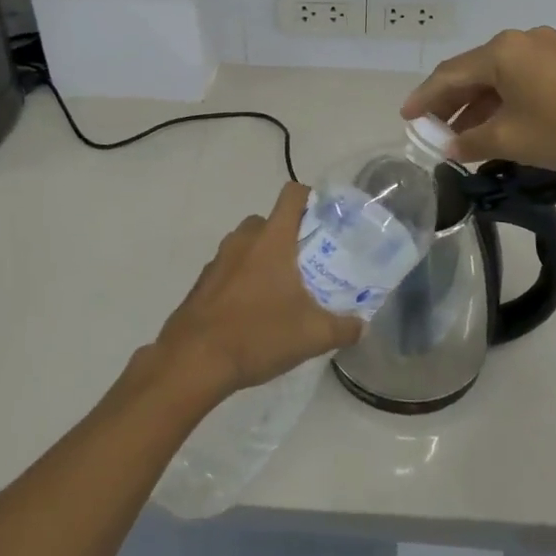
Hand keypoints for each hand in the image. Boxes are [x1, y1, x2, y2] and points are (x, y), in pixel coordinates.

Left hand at [155, 182, 362, 399]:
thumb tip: (362, 325)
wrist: (193, 361)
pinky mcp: (203, 281)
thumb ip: (344, 328)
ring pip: (249, 244)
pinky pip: (231, 267)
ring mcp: (219, 259)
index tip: (326, 220)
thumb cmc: (257, 334)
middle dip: (290, 236)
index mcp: (272, 238)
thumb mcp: (312, 336)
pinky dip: (244, 278)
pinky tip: (254, 312)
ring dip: (265, 258)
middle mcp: (244, 239)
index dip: (311, 198)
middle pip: (271, 220)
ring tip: (283, 291)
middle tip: (309, 264)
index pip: (292, 194)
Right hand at [402, 27, 555, 179]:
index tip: (406, 117)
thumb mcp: (511, 140)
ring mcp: (549, 48)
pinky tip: (499, 124)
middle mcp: (522, 39)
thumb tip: (449, 145)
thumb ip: (471, 141)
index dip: (424, 98)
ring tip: (463, 135)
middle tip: (432, 128)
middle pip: (474, 71)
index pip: (450, 74)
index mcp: (502, 51)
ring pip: (500, 76)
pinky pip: (523, 78)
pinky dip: (504, 100)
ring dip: (479, 103)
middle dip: (451, 101)